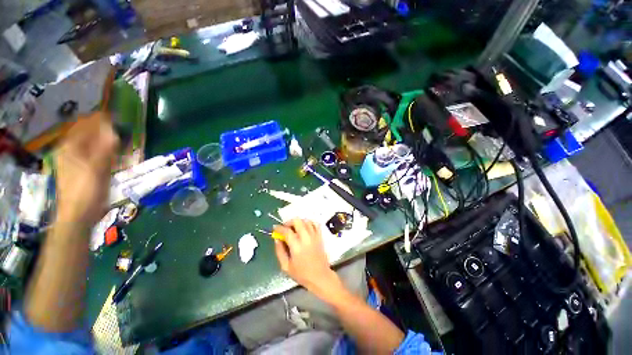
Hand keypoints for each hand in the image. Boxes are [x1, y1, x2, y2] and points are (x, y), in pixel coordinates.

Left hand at [54, 112, 118, 228]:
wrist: (79, 215)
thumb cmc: (86, 191)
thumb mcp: (98, 168)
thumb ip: (106, 147)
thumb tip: (113, 128)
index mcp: (70, 147)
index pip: (85, 125)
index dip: (100, 119)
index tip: (117, 117)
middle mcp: (71, 151)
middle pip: (89, 134)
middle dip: (105, 131)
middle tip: (122, 131)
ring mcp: (76, 161)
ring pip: (93, 145)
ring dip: (107, 142)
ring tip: (122, 142)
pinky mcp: (83, 170)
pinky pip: (95, 155)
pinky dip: (106, 153)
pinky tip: (116, 156)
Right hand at [273, 219, 344, 300]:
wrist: (320, 277)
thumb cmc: (302, 274)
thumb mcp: (286, 266)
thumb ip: (280, 251)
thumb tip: (277, 239)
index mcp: (297, 246)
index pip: (287, 231)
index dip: (279, 228)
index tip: (275, 228)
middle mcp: (306, 238)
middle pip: (297, 221)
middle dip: (289, 222)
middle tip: (286, 228)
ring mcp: (314, 236)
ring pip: (306, 221)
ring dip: (299, 222)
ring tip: (295, 229)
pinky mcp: (320, 236)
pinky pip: (315, 224)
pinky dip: (309, 223)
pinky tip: (305, 228)